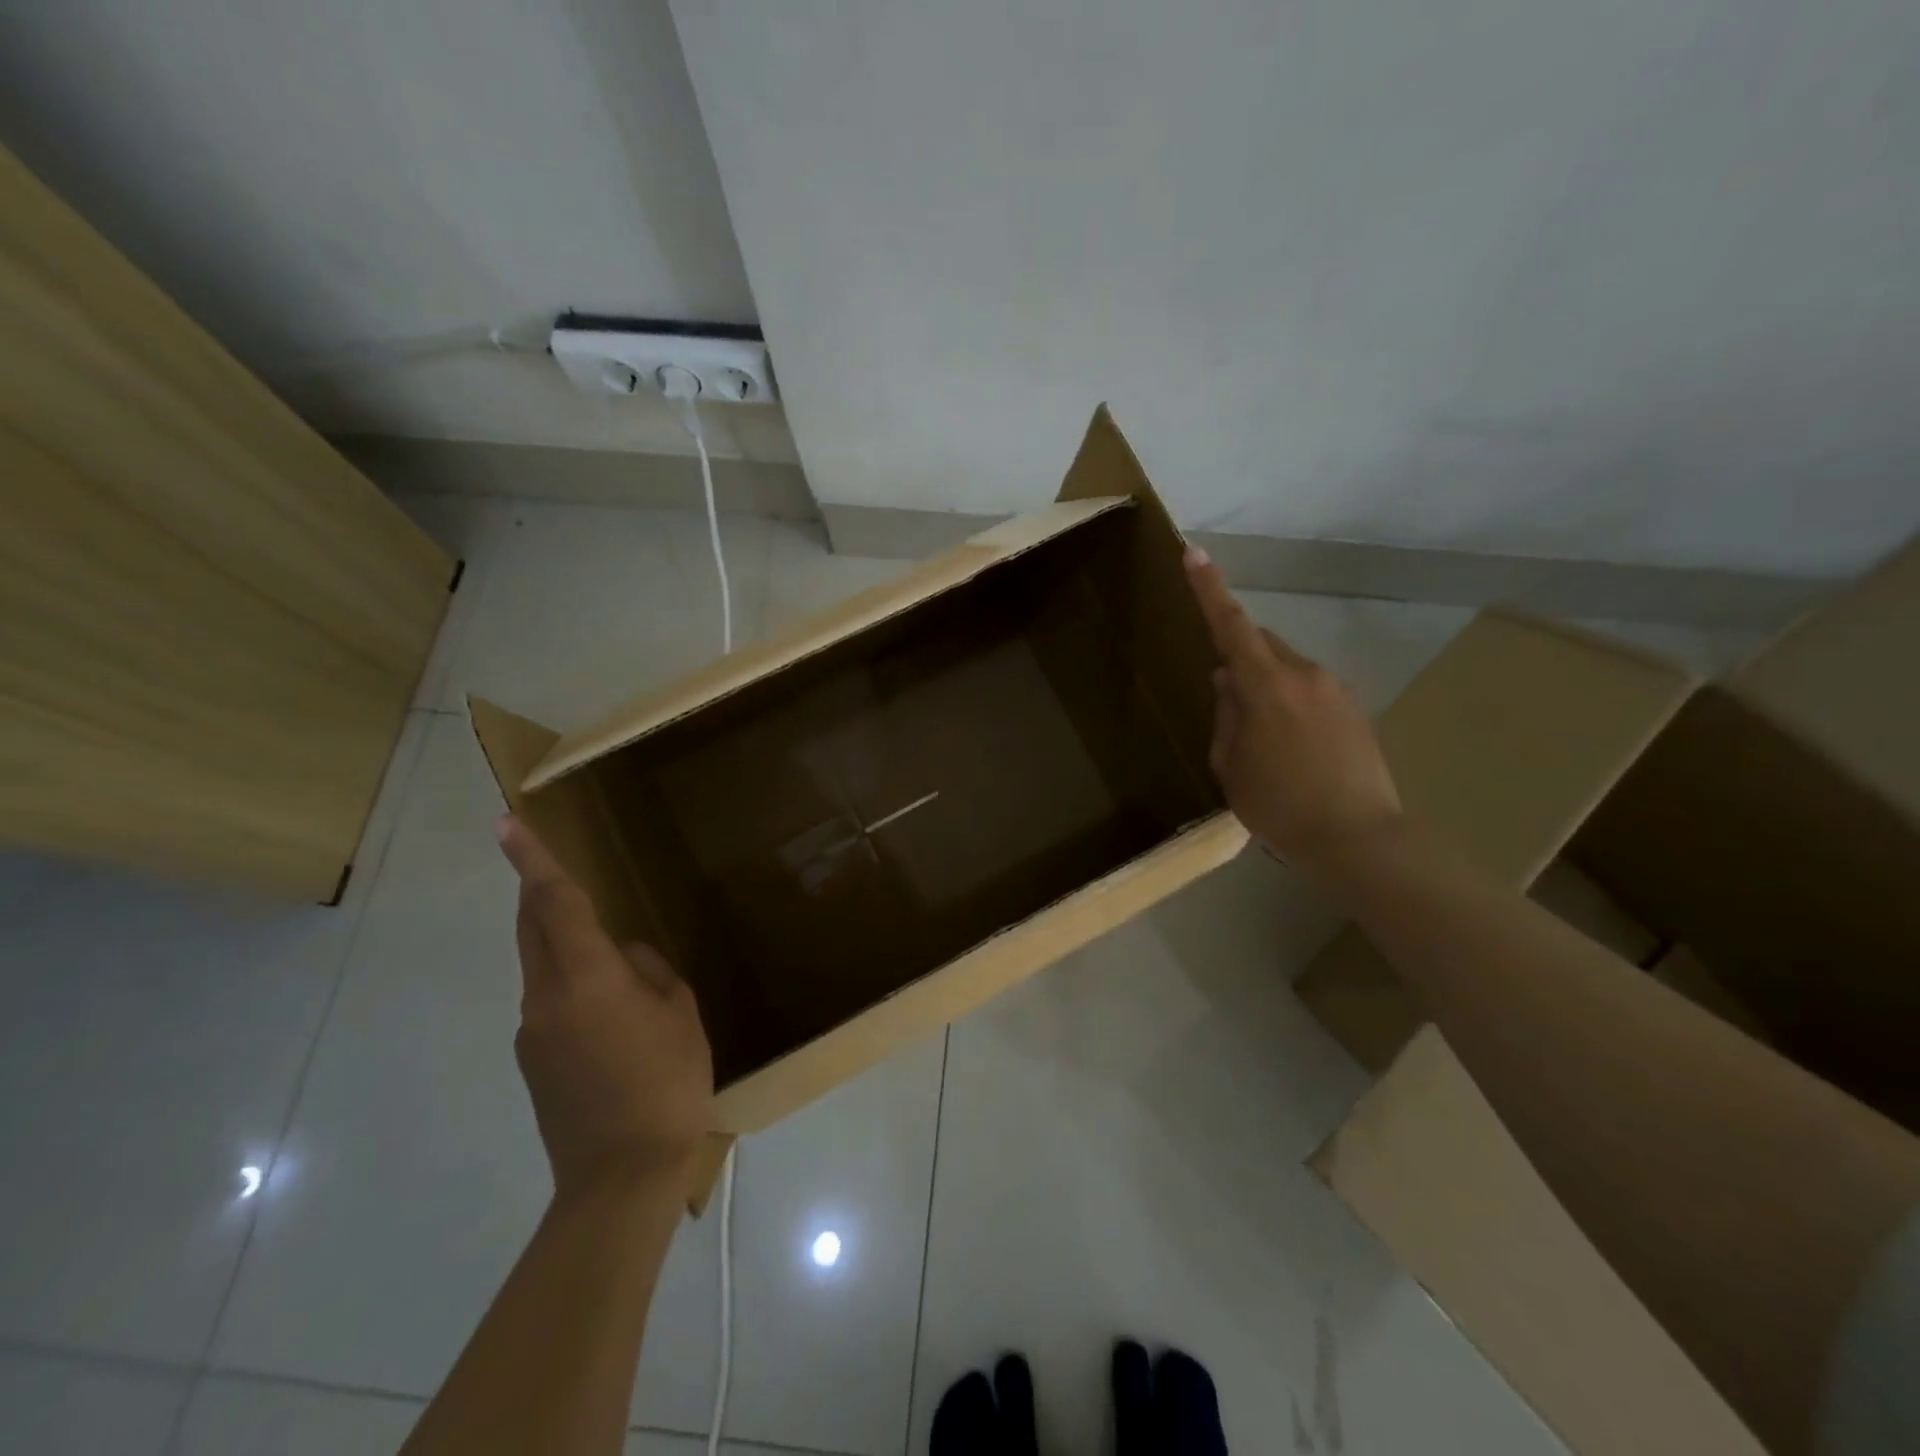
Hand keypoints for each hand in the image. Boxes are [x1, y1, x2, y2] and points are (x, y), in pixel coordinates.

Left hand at [496, 815, 713, 1200]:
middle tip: (547, 865)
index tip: (505, 823)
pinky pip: (552, 1003)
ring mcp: (532, 1033)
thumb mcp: (680, 1015)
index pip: (554, 904)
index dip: (532, 860)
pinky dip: (575, 988)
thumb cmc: (665, 1085)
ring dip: (564, 946)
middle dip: (536, 892)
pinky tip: (616, 1022)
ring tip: (621, 972)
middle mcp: (545, 997)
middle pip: (532, 929)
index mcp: (587, 978)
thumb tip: (626, 959)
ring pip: (544, 967)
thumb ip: (651, 972)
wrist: (619, 1179)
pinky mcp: (534, 1062)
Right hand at [1183, 547, 1403, 872]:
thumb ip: (1226, 715)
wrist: (1357, 839)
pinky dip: (1292, 704)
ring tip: (1263, 738)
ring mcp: (1336, 690)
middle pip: (1262, 645)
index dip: (1209, 589)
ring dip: (1267, 686)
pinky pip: (1311, 691)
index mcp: (1266, 686)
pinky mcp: (1356, 709)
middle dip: (1240, 658)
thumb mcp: (1231, 765)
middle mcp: (1305, 675)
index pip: (1230, 626)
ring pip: (1288, 669)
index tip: (1194, 554)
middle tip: (1226, 699)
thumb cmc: (1279, 805)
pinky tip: (1292, 747)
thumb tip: (1228, 682)